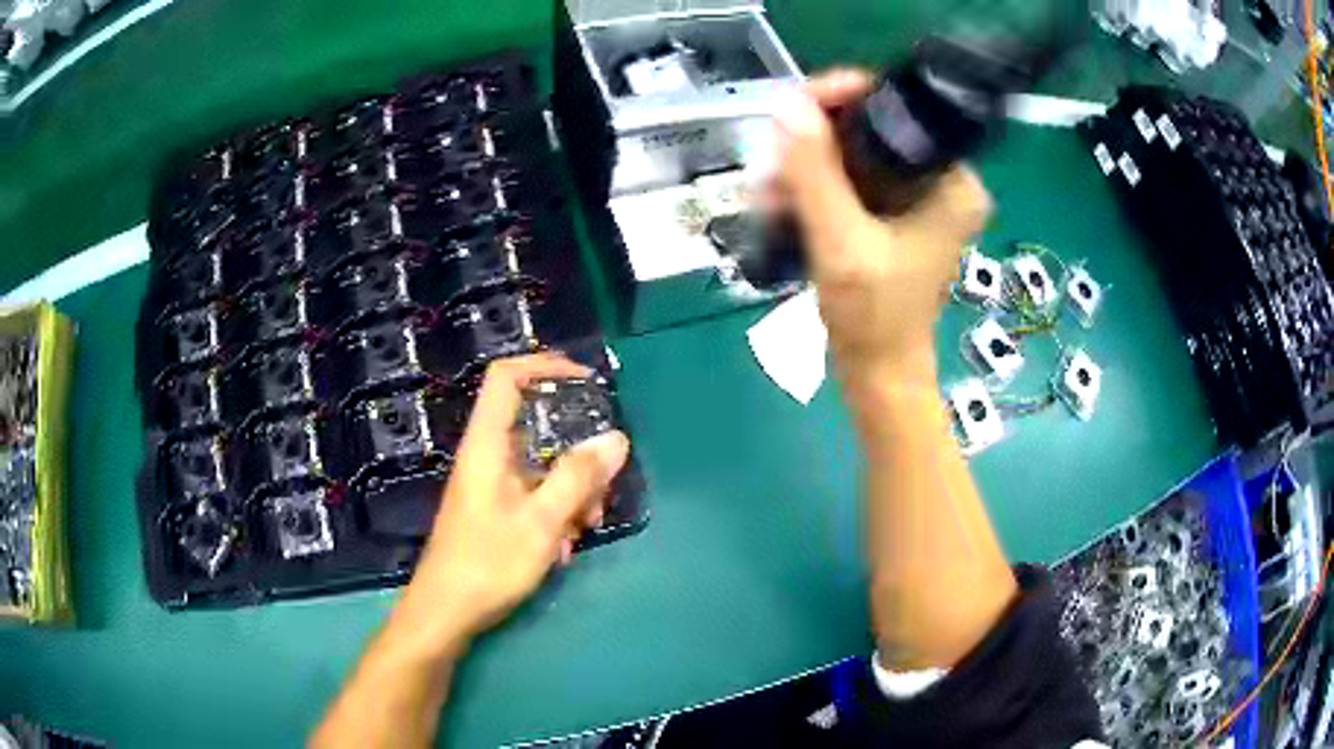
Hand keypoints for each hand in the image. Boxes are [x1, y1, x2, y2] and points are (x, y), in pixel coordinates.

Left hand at [396, 353, 629, 648]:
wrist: (445, 613)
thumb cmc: (488, 564)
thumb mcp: (541, 521)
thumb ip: (578, 477)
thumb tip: (615, 437)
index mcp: (487, 445)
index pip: (506, 377)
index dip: (543, 366)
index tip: (585, 381)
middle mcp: (487, 457)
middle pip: (535, 425)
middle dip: (576, 450)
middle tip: (604, 481)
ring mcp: (490, 485)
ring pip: (540, 465)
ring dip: (572, 488)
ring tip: (588, 526)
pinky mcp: (494, 511)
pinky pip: (533, 493)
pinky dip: (556, 510)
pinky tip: (564, 546)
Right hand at [774, 69, 992, 382]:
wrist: (878, 372)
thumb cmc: (874, 317)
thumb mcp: (841, 243)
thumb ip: (815, 173)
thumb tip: (787, 104)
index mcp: (953, 181)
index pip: (896, 108)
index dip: (841, 97)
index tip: (791, 109)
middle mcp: (940, 179)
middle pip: (868, 128)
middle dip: (812, 143)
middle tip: (770, 169)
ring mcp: (916, 196)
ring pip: (851, 152)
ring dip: (804, 168)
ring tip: (766, 196)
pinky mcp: (893, 212)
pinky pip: (848, 178)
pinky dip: (812, 187)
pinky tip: (779, 206)